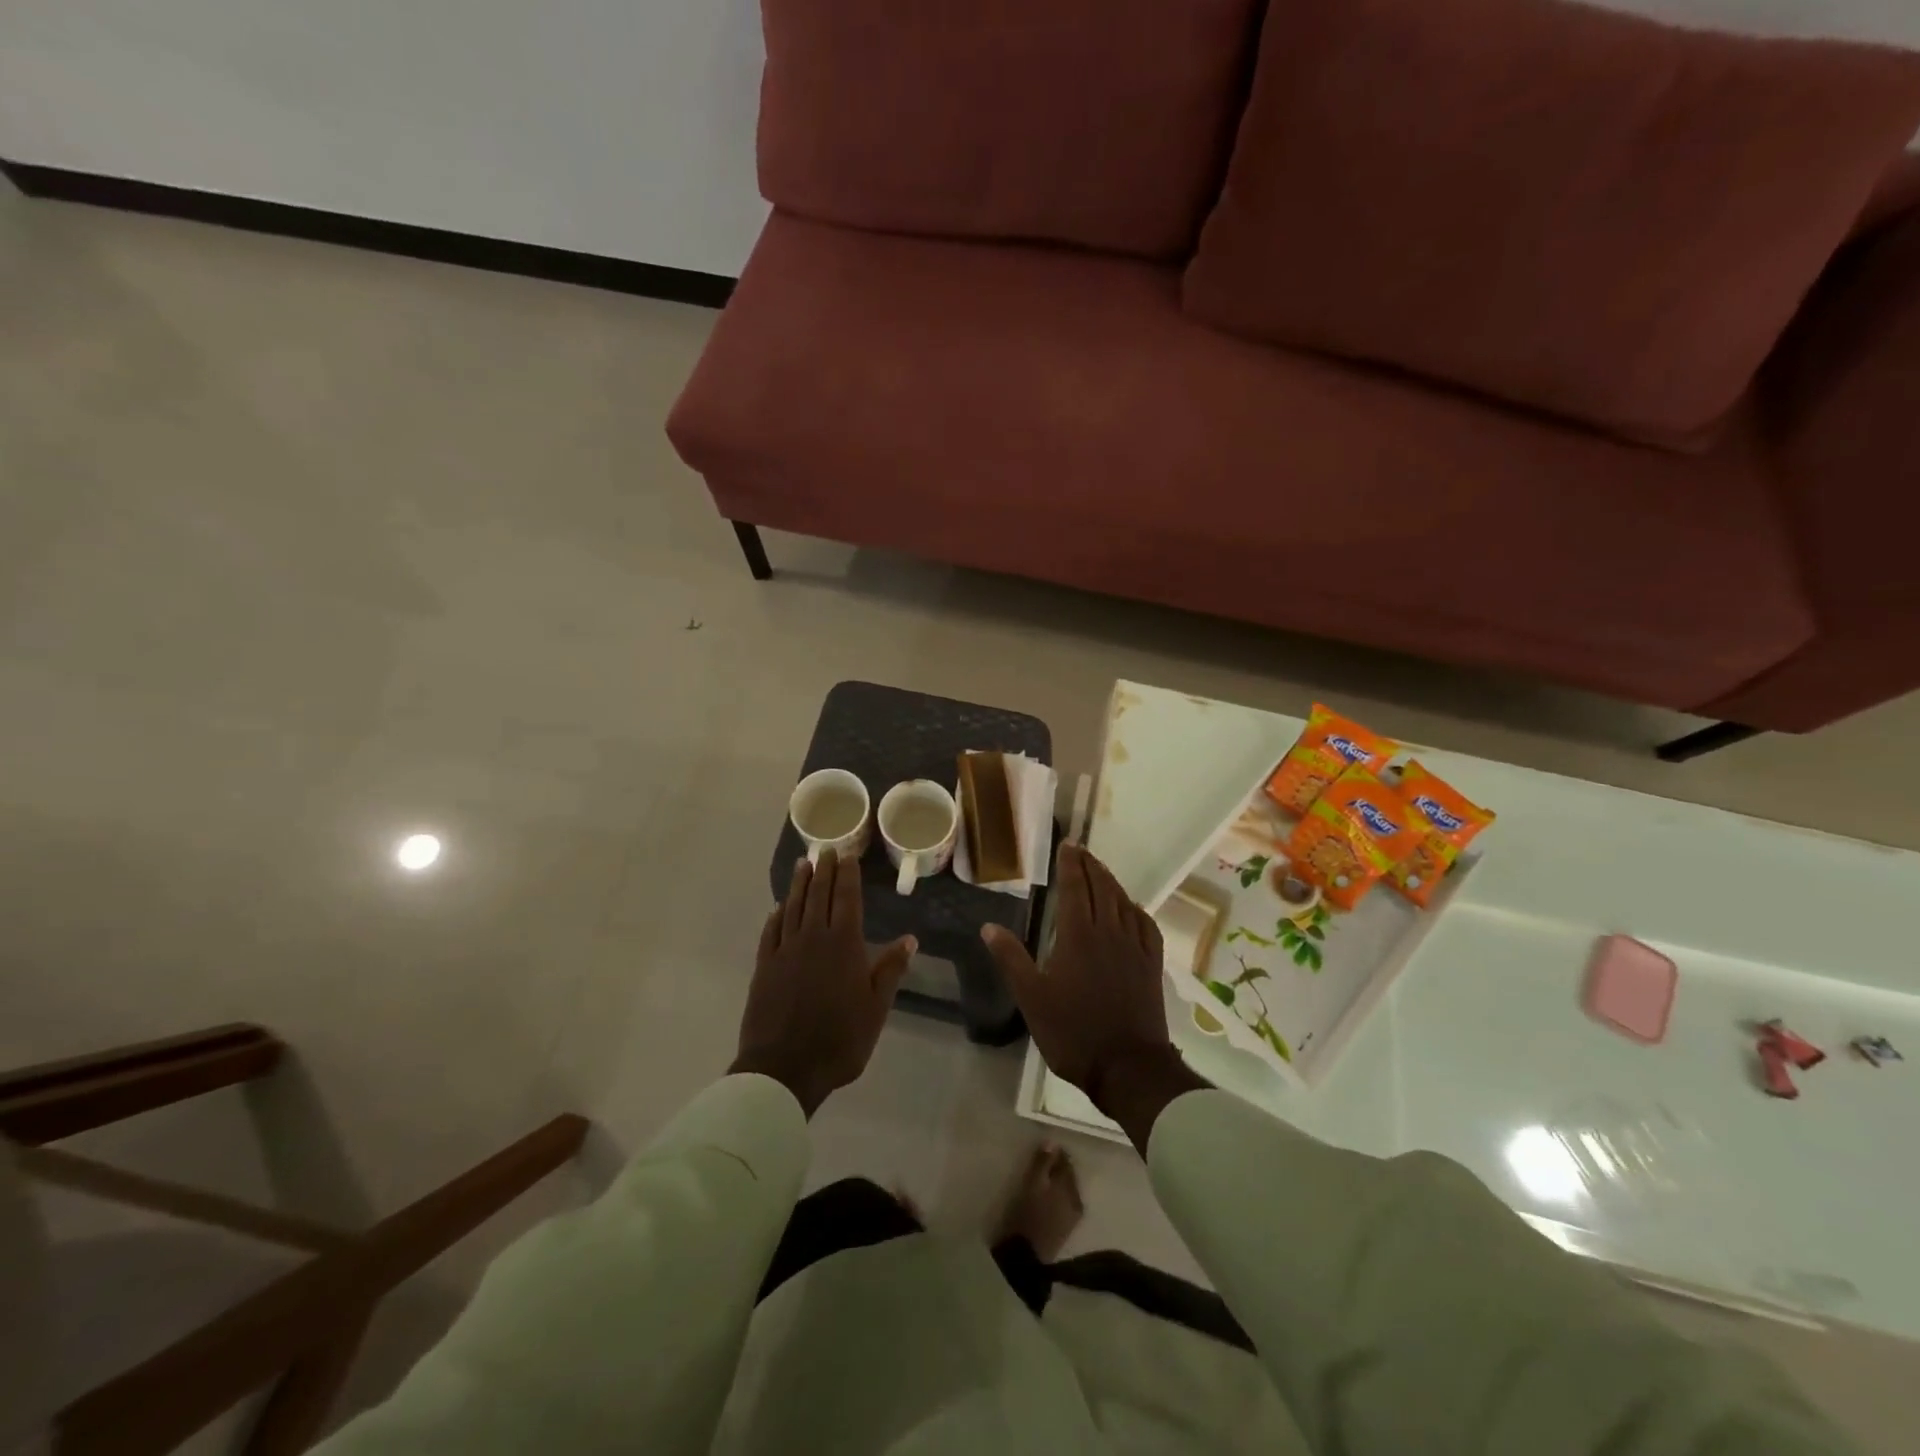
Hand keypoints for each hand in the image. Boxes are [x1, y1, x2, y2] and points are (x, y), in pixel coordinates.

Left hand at [731, 850, 914, 1116]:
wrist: (784, 1067)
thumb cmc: (840, 1039)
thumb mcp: (876, 1007)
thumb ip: (890, 970)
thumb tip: (909, 939)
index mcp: (843, 944)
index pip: (846, 899)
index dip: (848, 875)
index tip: (847, 855)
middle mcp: (813, 938)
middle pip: (818, 896)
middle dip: (824, 871)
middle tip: (826, 850)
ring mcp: (785, 950)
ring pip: (793, 907)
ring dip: (799, 884)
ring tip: (803, 865)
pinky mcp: (764, 967)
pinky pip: (771, 932)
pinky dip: (776, 916)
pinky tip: (778, 908)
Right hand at [981, 844, 1207, 1149]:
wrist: (1128, 1066)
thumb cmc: (1073, 1032)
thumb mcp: (1031, 998)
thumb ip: (1011, 958)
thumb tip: (988, 926)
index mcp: (1078, 935)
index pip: (1076, 887)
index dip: (1071, 864)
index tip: (1067, 845)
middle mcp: (1109, 932)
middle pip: (1102, 887)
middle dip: (1091, 865)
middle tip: (1081, 850)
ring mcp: (1134, 947)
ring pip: (1123, 902)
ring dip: (1111, 881)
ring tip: (1101, 871)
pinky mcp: (1151, 964)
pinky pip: (1145, 925)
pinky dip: (1135, 909)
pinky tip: (1131, 909)